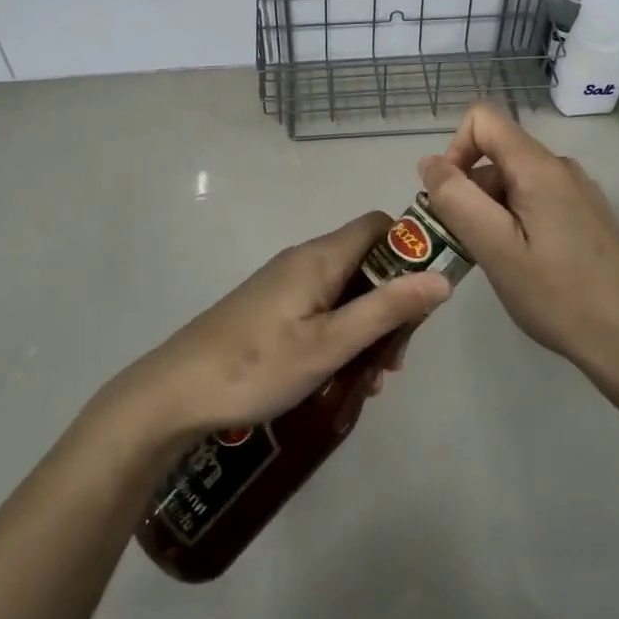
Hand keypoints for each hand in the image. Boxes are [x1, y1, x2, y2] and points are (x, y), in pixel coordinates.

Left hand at [116, 212, 453, 443]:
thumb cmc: (257, 365)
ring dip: (367, 328)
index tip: (425, 296)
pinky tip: (338, 378)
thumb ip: (387, 310)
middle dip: (392, 304)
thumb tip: (442, 278)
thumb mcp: (330, 344)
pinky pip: (322, 309)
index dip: (411, 250)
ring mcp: (285, 284)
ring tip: (369, 380)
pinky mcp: (272, 308)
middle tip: (395, 358)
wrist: (176, 391)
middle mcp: (304, 260)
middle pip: (368, 262)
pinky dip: (340, 335)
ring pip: (346, 291)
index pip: (380, 226)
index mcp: (320, 257)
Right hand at [418, 104, 618, 372]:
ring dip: (491, 211)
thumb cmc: (554, 293)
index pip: (482, 119)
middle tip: (468, 245)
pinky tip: (524, 262)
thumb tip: (429, 162)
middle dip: (470, 191)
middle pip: (497, 155)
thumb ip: (456, 198)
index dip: (454, 151)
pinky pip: (537, 199)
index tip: (450, 200)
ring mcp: (579, 190)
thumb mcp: (493, 247)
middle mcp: (561, 167)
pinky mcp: (587, 214)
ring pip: (514, 180)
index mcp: (539, 167)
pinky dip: (516, 220)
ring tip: (497, 260)